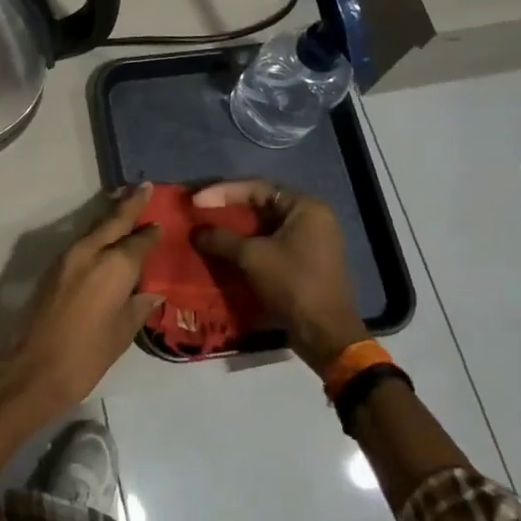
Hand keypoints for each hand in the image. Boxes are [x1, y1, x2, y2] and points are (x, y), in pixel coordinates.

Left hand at [5, 185, 163, 407]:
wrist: (35, 367)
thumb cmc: (87, 354)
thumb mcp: (122, 332)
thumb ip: (138, 306)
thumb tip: (151, 292)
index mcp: (115, 265)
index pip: (139, 240)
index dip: (151, 232)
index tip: (162, 222)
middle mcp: (91, 251)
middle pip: (113, 220)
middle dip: (130, 203)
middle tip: (145, 186)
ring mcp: (68, 257)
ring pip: (94, 228)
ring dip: (111, 216)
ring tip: (125, 205)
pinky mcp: (54, 267)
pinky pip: (82, 241)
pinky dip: (96, 234)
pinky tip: (104, 238)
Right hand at [191, 180, 367, 372]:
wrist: (325, 333)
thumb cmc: (292, 284)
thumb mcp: (252, 257)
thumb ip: (221, 239)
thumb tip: (195, 232)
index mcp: (305, 207)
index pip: (257, 187)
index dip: (222, 192)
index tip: (195, 201)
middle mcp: (312, 217)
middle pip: (261, 203)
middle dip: (228, 208)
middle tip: (200, 211)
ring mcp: (311, 240)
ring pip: (265, 225)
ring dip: (237, 228)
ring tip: (208, 230)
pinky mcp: (306, 261)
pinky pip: (271, 243)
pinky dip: (249, 244)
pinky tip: (226, 250)